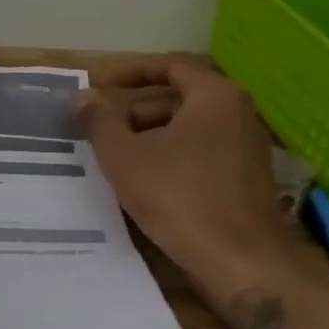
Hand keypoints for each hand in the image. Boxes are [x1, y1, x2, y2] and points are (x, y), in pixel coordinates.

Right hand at [72, 54, 302, 305]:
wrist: (241, 262)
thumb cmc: (178, 197)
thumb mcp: (123, 155)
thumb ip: (99, 120)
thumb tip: (82, 98)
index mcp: (215, 97)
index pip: (171, 65)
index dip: (131, 71)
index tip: (100, 85)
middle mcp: (238, 114)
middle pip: (178, 98)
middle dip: (134, 110)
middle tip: (99, 129)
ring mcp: (246, 148)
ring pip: (187, 128)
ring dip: (148, 136)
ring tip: (114, 158)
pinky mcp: (246, 179)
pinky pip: (200, 153)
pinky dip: (169, 157)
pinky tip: (143, 182)